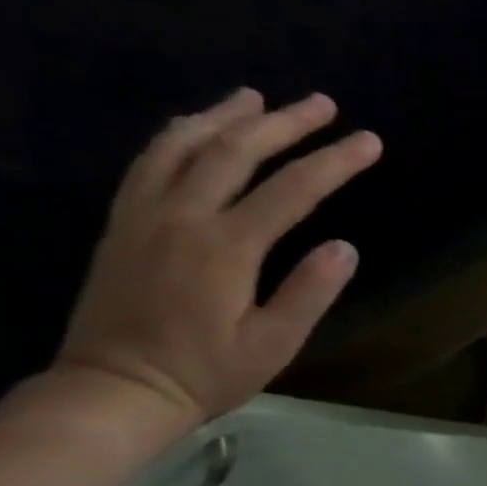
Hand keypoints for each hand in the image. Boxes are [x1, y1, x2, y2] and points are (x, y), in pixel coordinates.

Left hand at [52, 88, 379, 438]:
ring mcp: (144, 214)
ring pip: (184, 145)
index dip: (335, 162)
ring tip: (257, 98)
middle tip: (323, 104)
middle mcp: (182, 216)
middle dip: (285, 124)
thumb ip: (309, 291)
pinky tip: (195, 127)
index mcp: (226, 247)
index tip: (369, 142)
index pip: (292, 190)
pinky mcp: (124, 222)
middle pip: (236, 152)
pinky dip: (177, 135)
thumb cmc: (208, 371)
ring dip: (225, 117)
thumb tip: (346, 246)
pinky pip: (149, 162)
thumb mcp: (274, 343)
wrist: (117, 386)